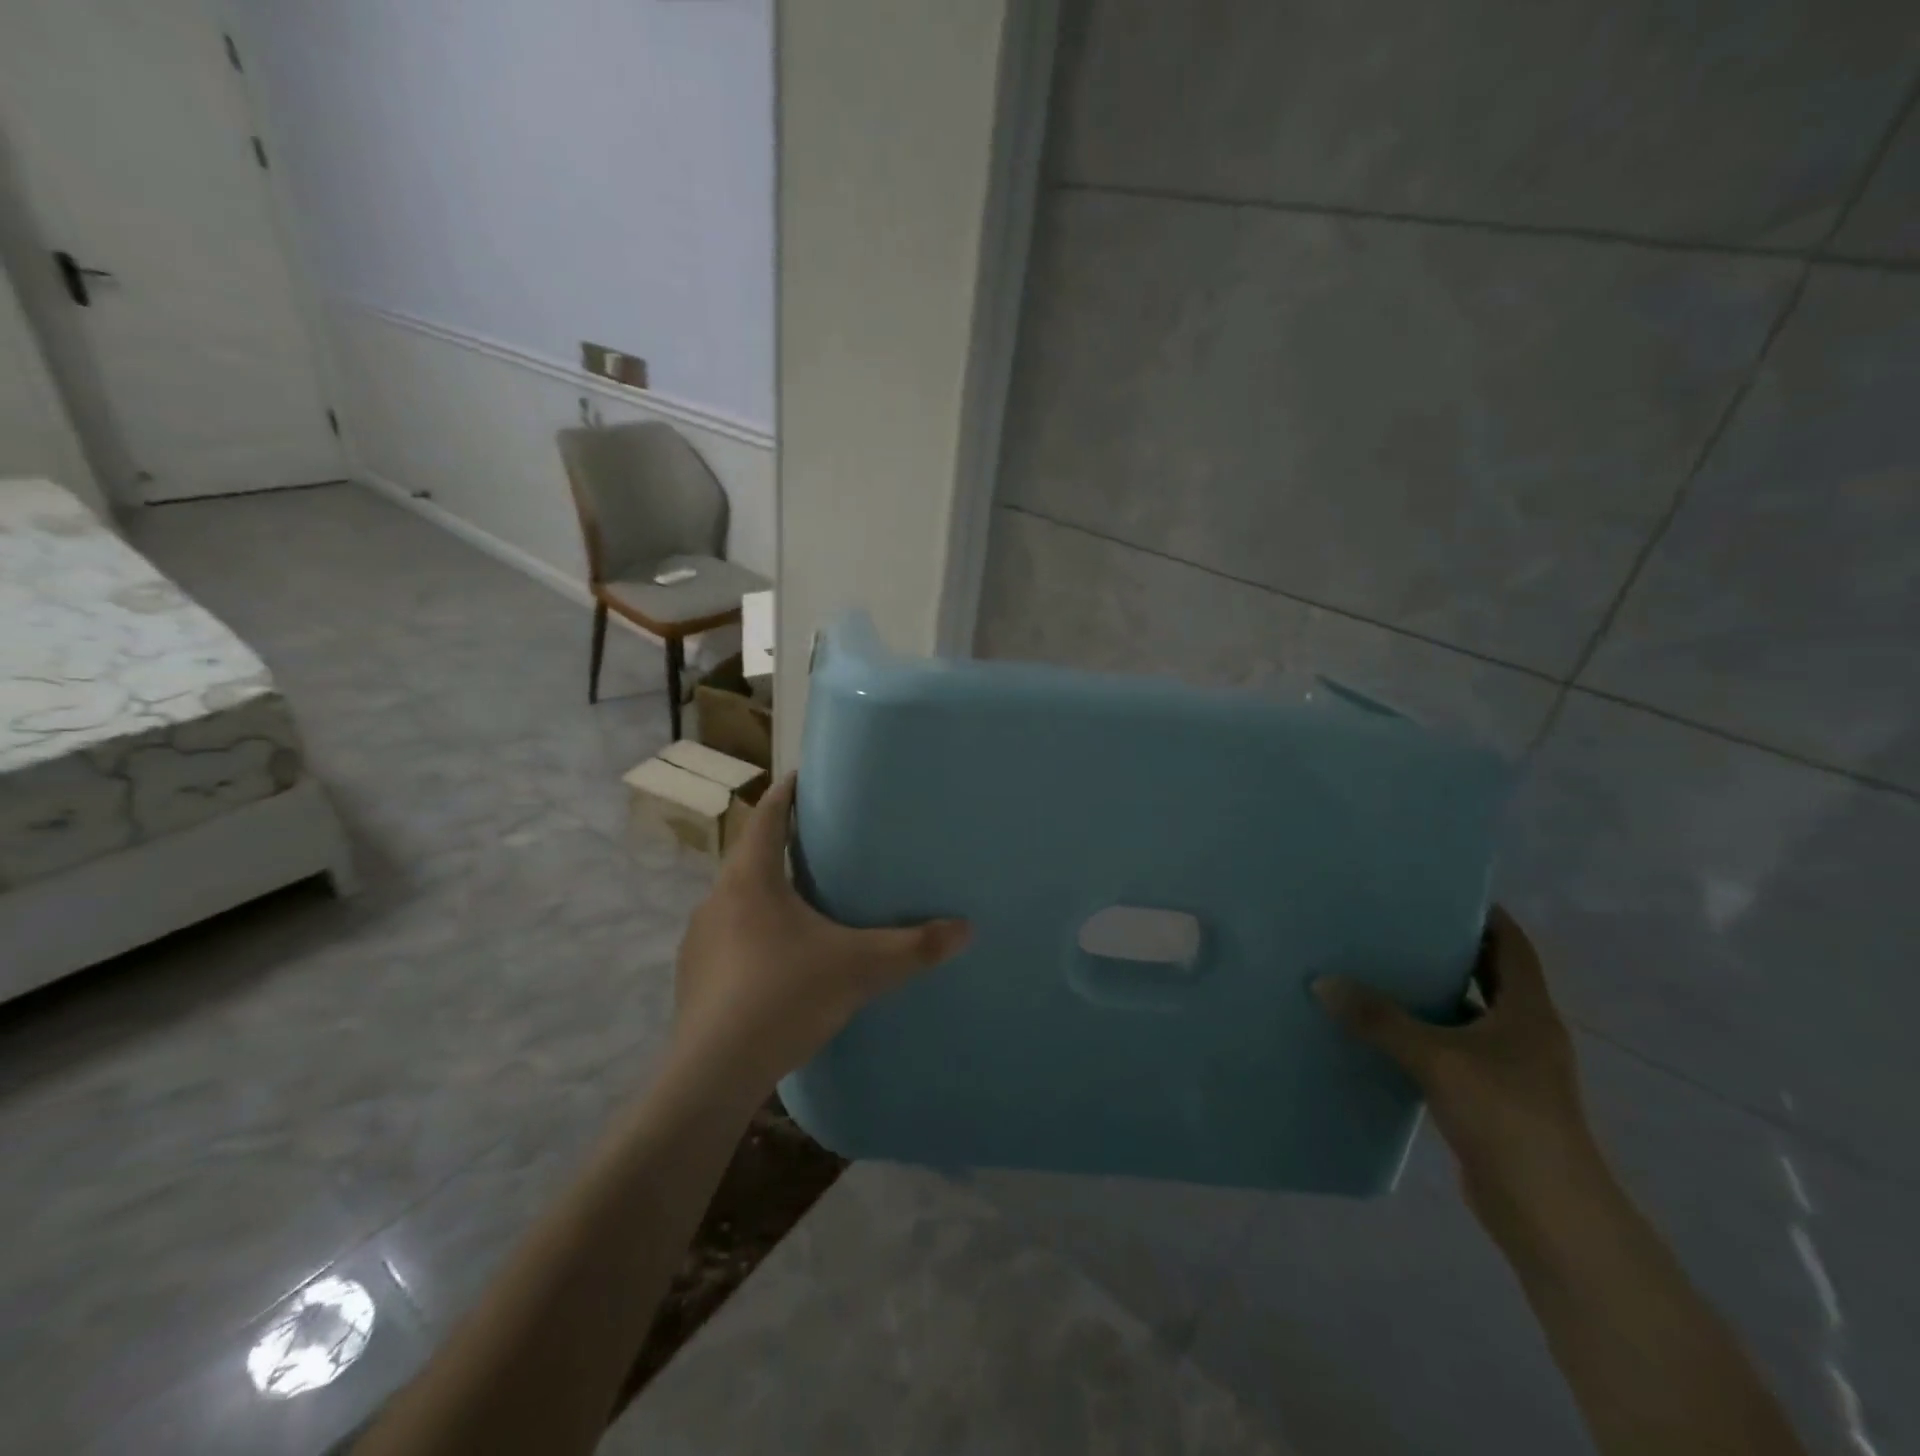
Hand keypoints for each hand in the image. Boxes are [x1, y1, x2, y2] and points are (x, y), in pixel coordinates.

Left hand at [670, 772, 971, 1091]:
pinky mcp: (693, 978)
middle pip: (749, 856)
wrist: (714, 1074)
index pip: (766, 816)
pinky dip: (751, 933)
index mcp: (750, 880)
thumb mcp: (859, 968)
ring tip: (800, 901)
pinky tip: (776, 960)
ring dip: (764, 892)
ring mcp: (699, 941)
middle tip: (817, 841)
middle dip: (780, 843)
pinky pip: (727, 938)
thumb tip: (966, 929)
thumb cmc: (784, 997)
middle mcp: (717, 900)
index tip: (803, 775)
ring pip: (736, 899)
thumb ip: (914, 947)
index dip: (786, 792)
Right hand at [1315, 908, 1600, 1231]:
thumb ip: (1379, 1019)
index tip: (1439, 891)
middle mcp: (1524, 1032)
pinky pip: (1452, 1048)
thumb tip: (1323, 982)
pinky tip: (1383, 1029)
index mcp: (1528, 1011)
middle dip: (1448, 949)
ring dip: (1433, 992)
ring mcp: (1510, 1067)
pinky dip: (1424, 1033)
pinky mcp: (1490, 1097)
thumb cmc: (1506, 1117)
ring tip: (1380, 967)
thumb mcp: (1436, 1059)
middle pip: (1488, 976)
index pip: (1512, 945)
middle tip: (1396, 924)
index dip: (1484, 915)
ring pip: (1467, 1013)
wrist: (1548, 1212)